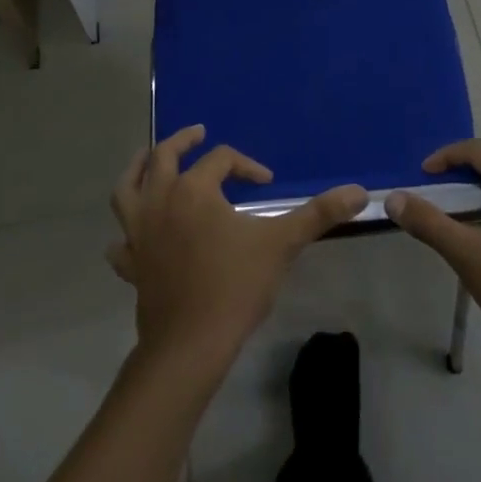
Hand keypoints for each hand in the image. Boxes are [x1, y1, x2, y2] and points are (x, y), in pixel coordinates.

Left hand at [108, 125, 367, 372]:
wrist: (189, 347)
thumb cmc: (234, 288)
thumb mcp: (281, 244)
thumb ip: (318, 214)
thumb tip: (360, 192)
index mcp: (194, 190)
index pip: (221, 159)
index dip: (246, 165)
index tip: (266, 182)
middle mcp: (161, 201)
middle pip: (163, 157)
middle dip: (182, 141)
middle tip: (198, 134)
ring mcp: (140, 233)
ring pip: (127, 189)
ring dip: (137, 169)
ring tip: (149, 159)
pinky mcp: (131, 264)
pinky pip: (121, 241)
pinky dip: (126, 233)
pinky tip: (134, 235)